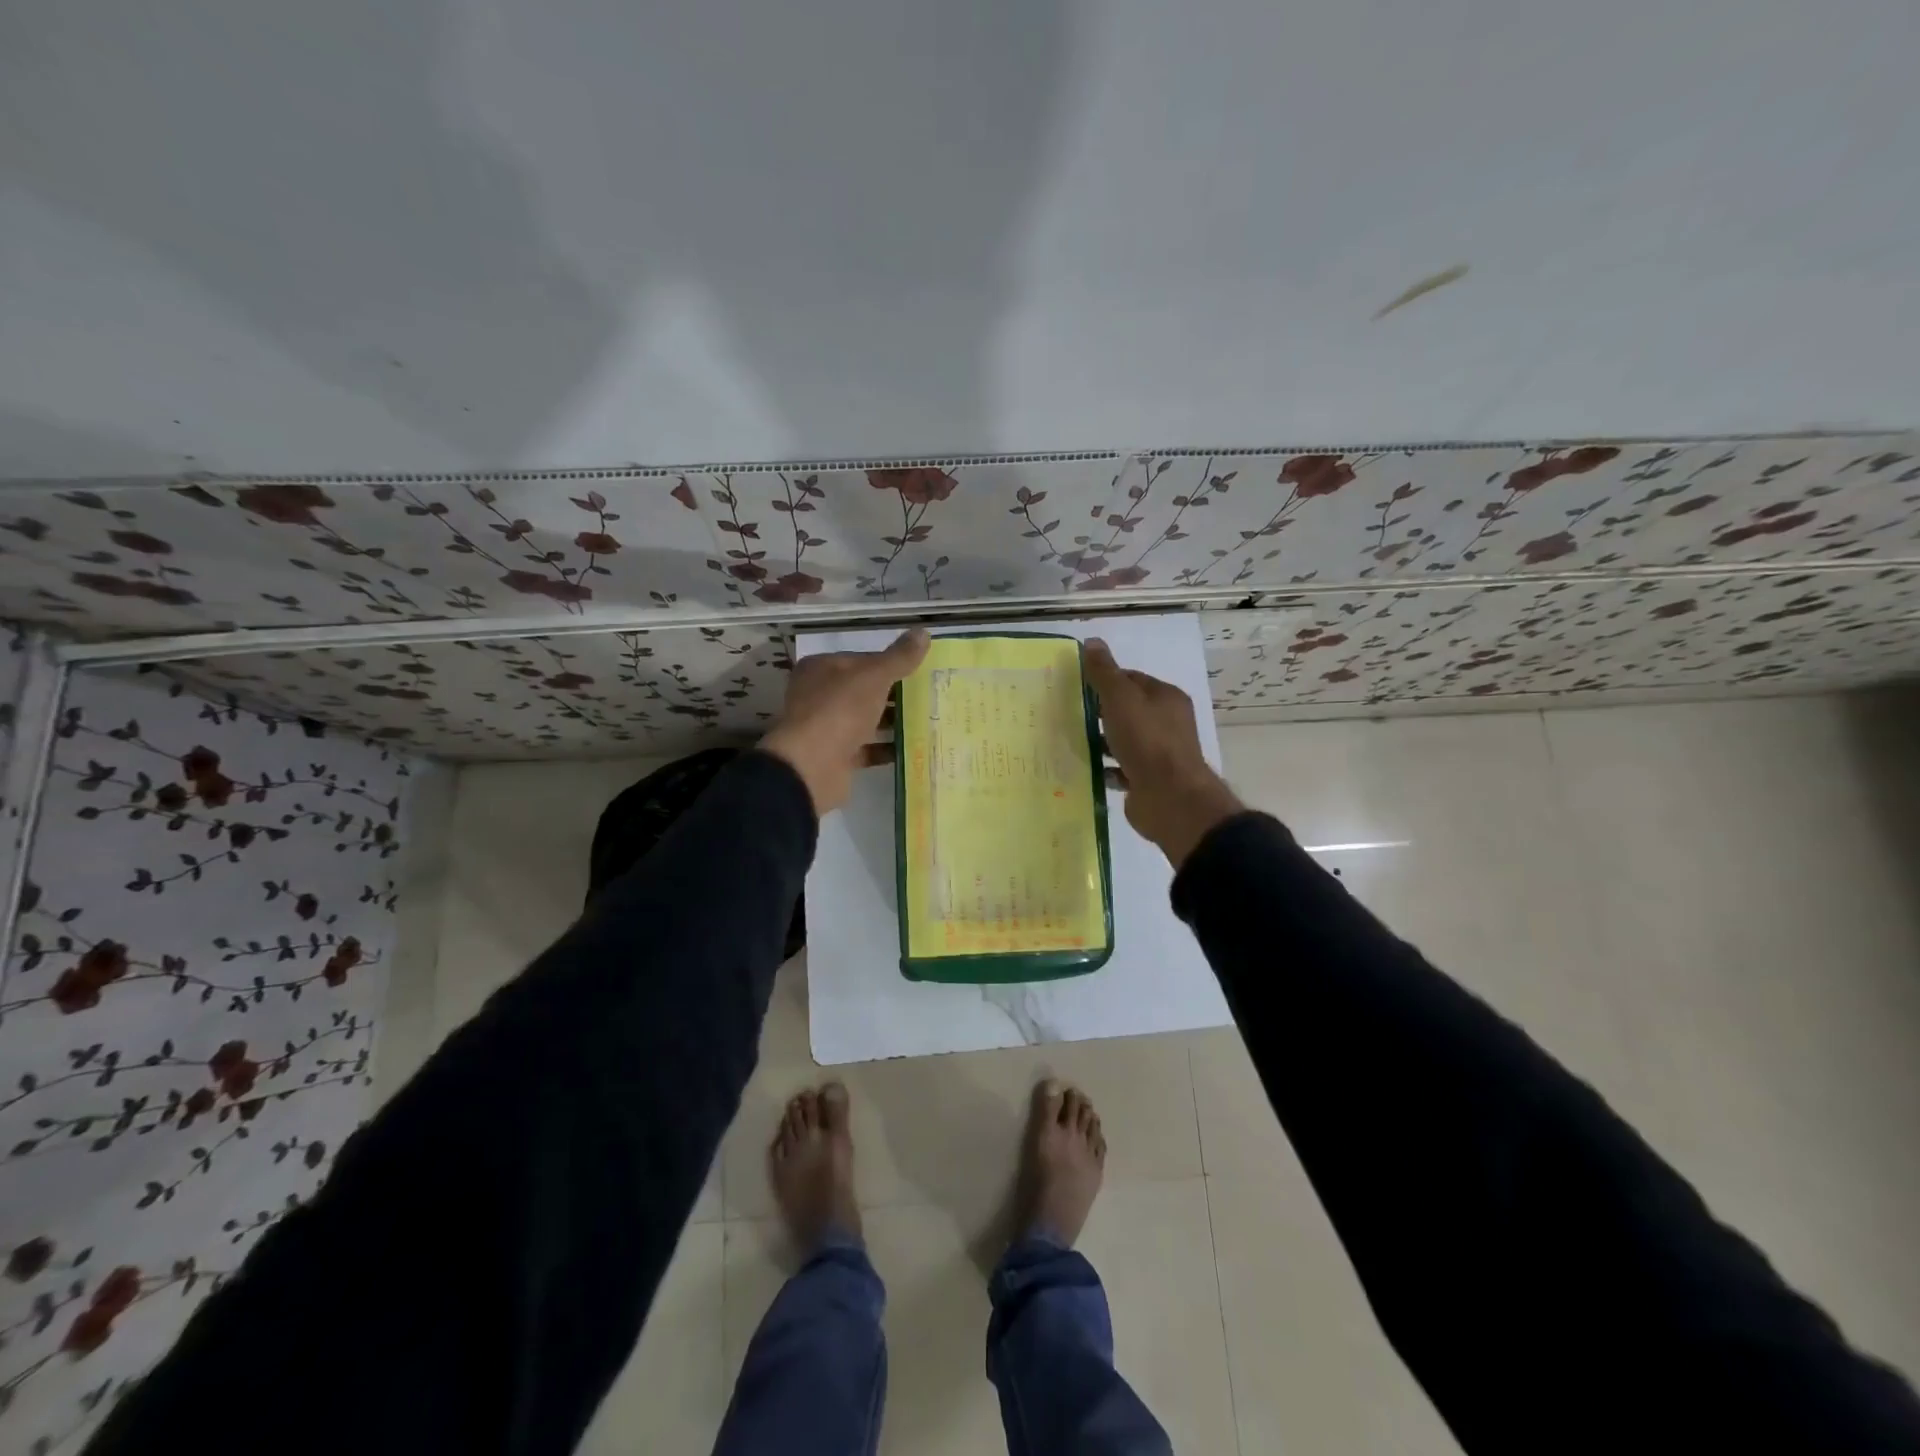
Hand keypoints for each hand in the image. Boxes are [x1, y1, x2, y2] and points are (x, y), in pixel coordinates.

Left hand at [761, 630, 929, 815]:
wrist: (813, 766)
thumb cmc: (840, 710)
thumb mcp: (874, 676)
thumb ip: (899, 657)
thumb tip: (923, 632)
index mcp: (821, 669)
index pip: (862, 659)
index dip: (890, 663)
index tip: (920, 670)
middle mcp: (819, 695)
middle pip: (864, 691)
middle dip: (894, 695)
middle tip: (930, 695)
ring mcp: (826, 727)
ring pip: (866, 720)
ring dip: (892, 722)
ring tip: (928, 720)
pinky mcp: (836, 757)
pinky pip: (867, 749)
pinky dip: (886, 749)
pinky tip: (914, 747)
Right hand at [1082, 638, 1243, 867]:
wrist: (1170, 798)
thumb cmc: (1147, 741)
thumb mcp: (1121, 699)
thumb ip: (1105, 672)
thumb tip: (1092, 641)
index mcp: (1166, 698)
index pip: (1132, 679)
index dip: (1105, 680)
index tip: (1076, 685)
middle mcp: (1166, 723)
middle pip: (1128, 710)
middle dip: (1100, 711)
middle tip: (1067, 712)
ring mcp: (1158, 754)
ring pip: (1123, 740)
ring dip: (1101, 740)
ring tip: (1069, 739)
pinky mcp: (1148, 780)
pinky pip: (1121, 768)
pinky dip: (1104, 767)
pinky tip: (1083, 767)